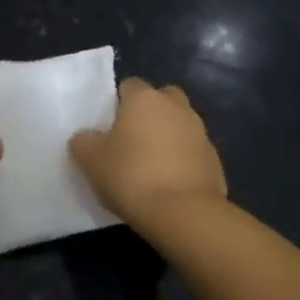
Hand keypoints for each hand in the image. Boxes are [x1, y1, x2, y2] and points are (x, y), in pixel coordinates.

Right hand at [70, 77, 226, 223]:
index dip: (118, 103)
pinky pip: (192, 152)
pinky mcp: (214, 160)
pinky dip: (182, 160)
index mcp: (145, 99)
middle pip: (162, 99)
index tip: (108, 126)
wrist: (183, 213)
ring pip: (180, 125)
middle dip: (150, 113)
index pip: (129, 85)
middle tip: (132, 138)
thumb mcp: (90, 160)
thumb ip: (84, 141)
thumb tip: (87, 137)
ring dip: (168, 137)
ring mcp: (200, 133)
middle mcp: (176, 107)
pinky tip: (168, 183)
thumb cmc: (131, 176)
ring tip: (150, 165)